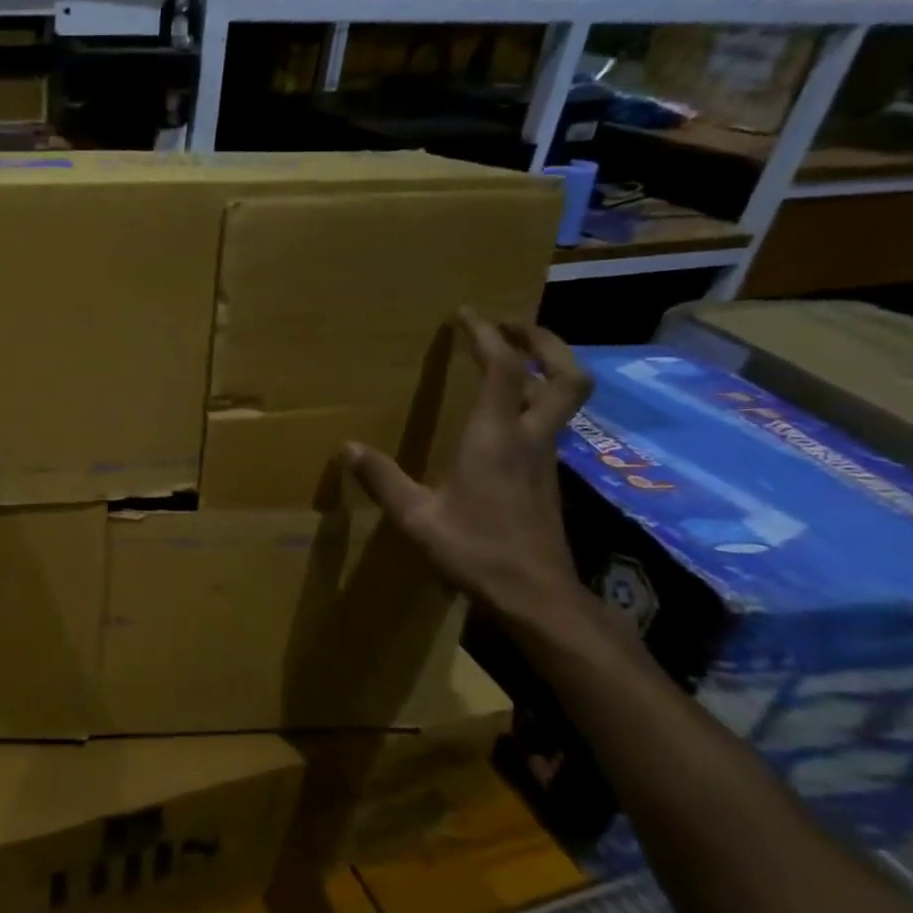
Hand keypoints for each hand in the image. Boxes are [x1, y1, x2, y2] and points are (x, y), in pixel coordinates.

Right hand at [346, 310, 591, 628]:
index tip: (466, 314)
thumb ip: (382, 479)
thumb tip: (346, 448)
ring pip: (565, 398)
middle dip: (543, 341)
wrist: (537, 597)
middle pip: (564, 375)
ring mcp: (546, 458)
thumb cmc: (476, 552)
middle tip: (510, 326)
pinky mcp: (548, 478)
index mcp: (496, 438)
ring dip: (544, 368)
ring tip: (509, 360)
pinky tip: (505, 415)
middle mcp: (530, 438)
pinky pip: (550, 422)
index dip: (487, 335)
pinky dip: (535, 400)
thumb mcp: (416, 517)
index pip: (504, 368)